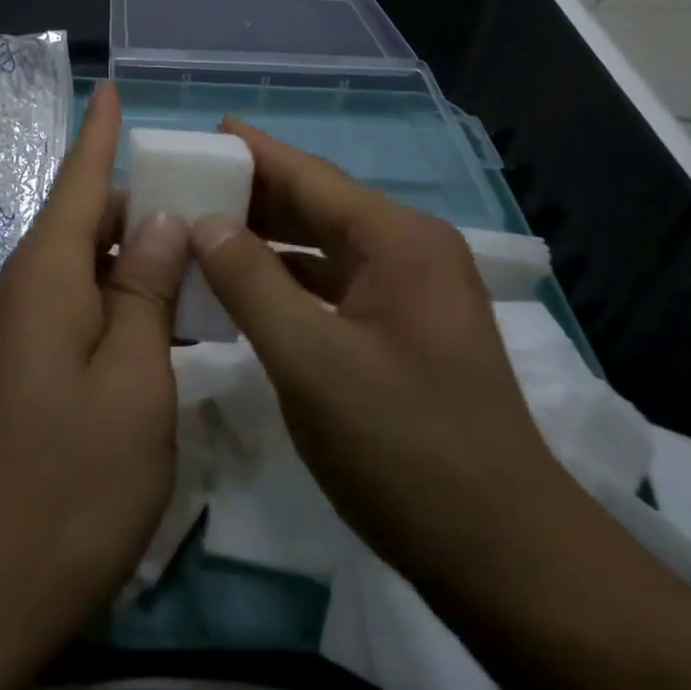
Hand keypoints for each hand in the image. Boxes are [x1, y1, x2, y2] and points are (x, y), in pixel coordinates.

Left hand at [0, 80, 190, 664]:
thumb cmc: (65, 482)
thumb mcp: (132, 381)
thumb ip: (146, 291)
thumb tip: (161, 220)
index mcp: (48, 273)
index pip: (79, 178)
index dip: (100, 132)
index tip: (112, 88)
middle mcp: (28, 288)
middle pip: (87, 220)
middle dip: (141, 199)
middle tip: (210, 195)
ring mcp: (22, 333)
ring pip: (87, 267)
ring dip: (137, 254)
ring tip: (201, 248)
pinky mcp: (26, 371)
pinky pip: (81, 308)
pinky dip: (124, 299)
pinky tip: (166, 318)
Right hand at [188, 117, 590, 617]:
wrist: (505, 557)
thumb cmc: (405, 450)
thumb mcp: (311, 362)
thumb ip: (252, 283)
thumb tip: (204, 222)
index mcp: (397, 240)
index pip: (309, 176)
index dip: (253, 152)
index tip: (202, 132)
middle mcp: (409, 250)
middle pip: (317, 205)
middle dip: (252, 194)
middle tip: (185, 183)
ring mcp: (411, 292)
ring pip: (323, 247)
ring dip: (265, 239)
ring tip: (200, 227)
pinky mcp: (403, 330)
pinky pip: (333, 285)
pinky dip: (287, 281)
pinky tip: (243, 287)